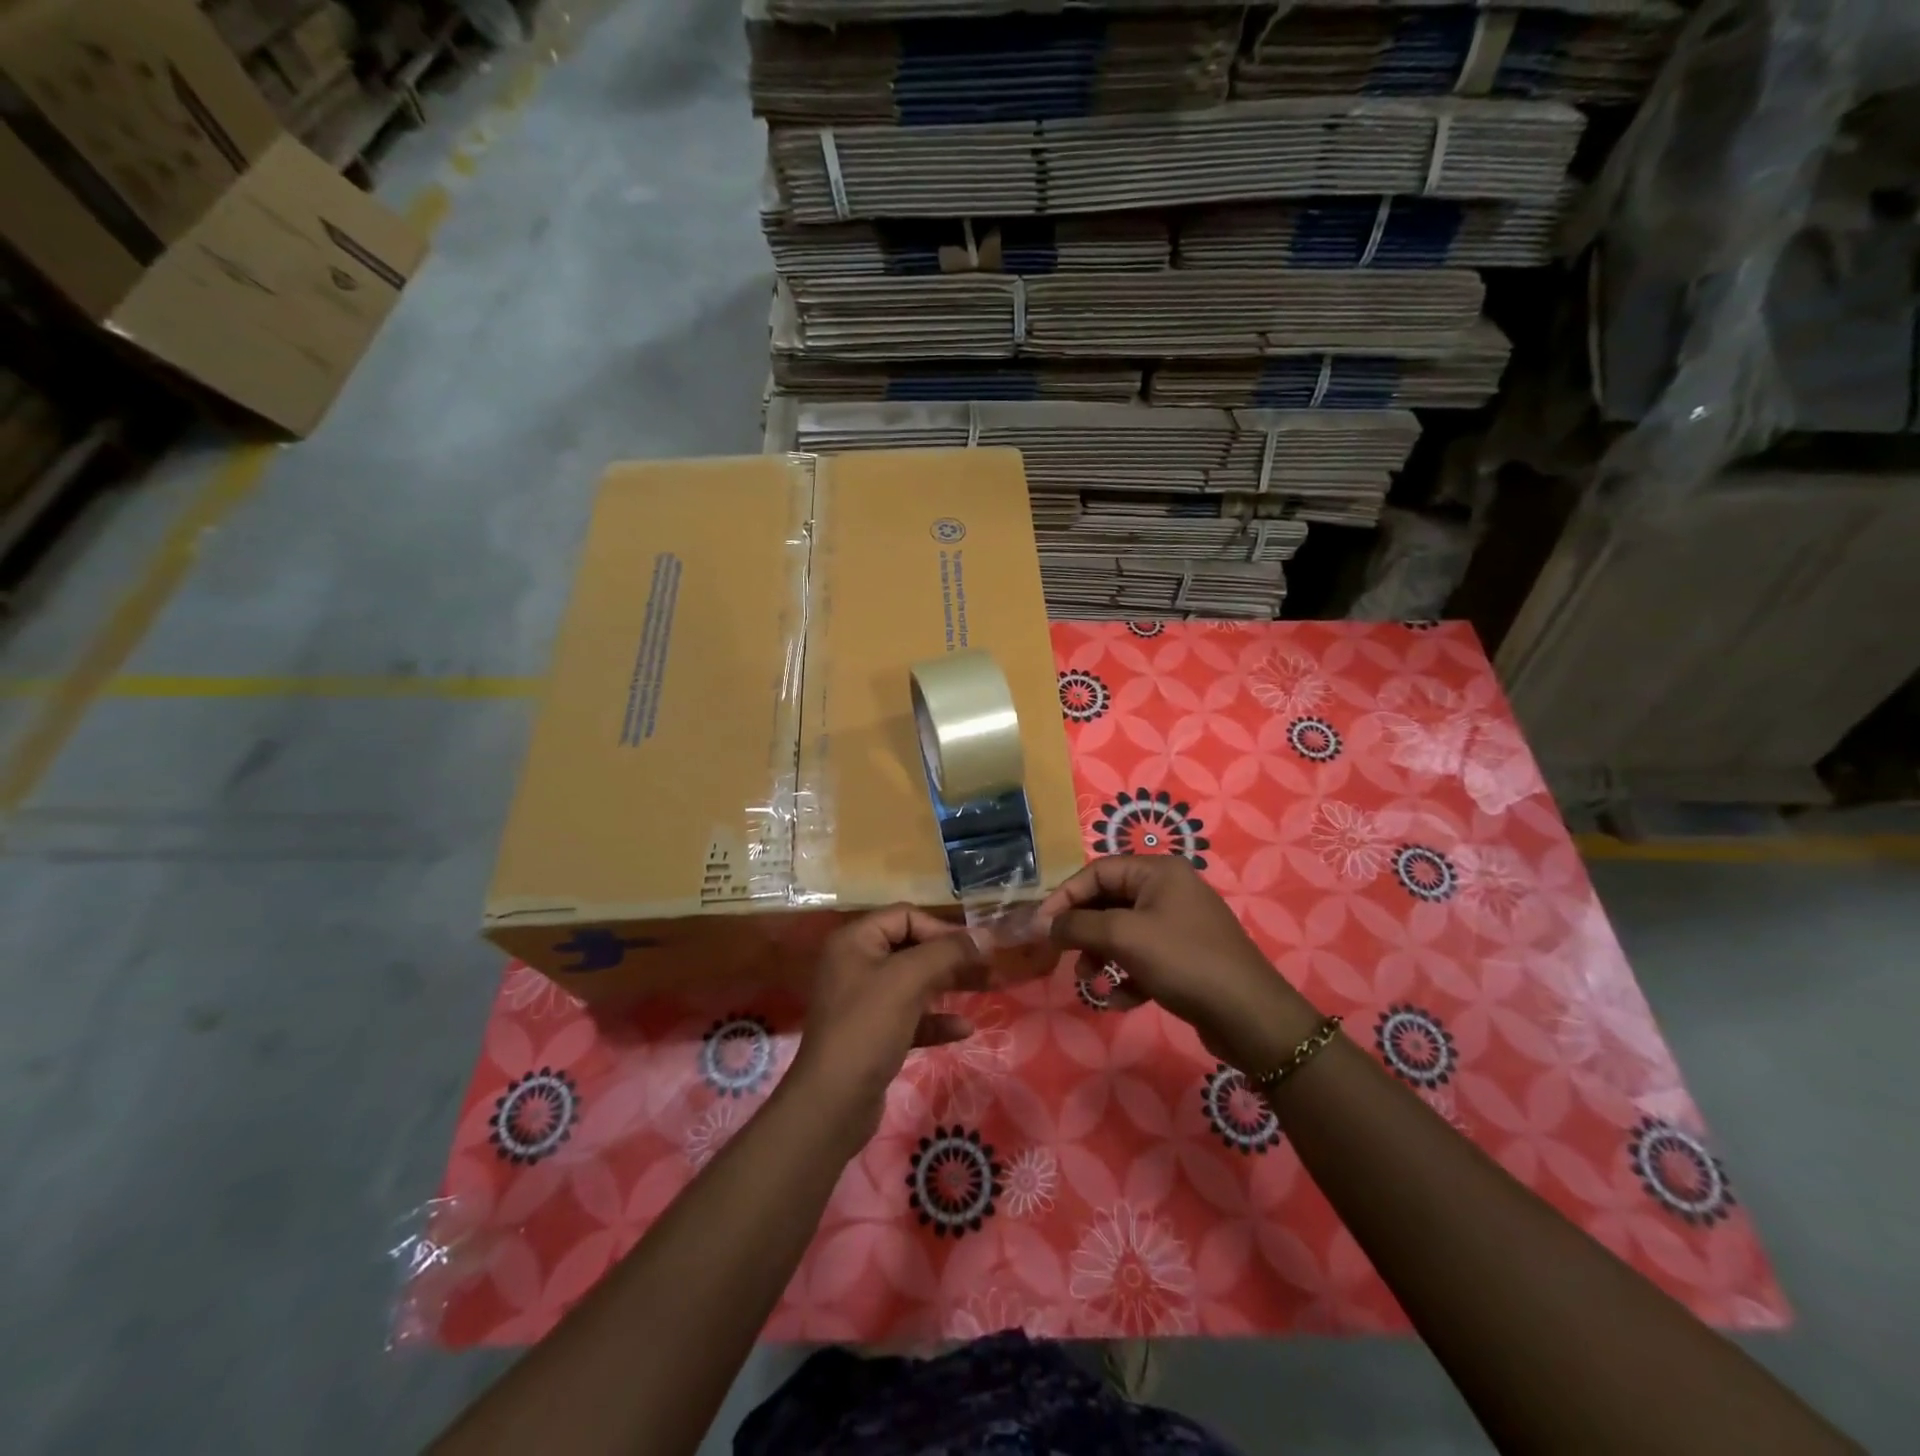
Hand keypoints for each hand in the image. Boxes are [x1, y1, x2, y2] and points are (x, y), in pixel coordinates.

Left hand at [786, 906, 987, 1155]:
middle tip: (989, 967)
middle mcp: (856, 964)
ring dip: (949, 985)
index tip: (974, 948)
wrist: (833, 1103)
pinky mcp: (873, 1035)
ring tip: (986, 990)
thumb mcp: (909, 980)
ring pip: (915, 983)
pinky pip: (911, 1017)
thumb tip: (986, 935)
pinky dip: (936, 1019)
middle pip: (912, 948)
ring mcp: (863, 1002)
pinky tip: (964, 1029)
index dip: (941, 928)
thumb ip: (949, 952)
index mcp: (855, 941)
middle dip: (951, 957)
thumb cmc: (868, 1027)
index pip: (905, 916)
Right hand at [1034, 856, 1319, 1069]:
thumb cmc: (1183, 961)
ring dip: (1101, 956)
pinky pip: (1142, 958)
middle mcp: (1168, 890)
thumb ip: (1078, 925)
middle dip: (1083, 931)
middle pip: (1108, 901)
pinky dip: (1126, 976)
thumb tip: (1044, 924)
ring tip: (1089, 981)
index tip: (1041, 927)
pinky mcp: (1185, 958)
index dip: (1065, 897)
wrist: (1249, 1016)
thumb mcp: (1124, 937)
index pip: (1097, 872)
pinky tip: (1120, 1000)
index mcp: (1158, 871)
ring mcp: (1179, 925)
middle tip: (1062, 956)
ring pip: (1123, 933)